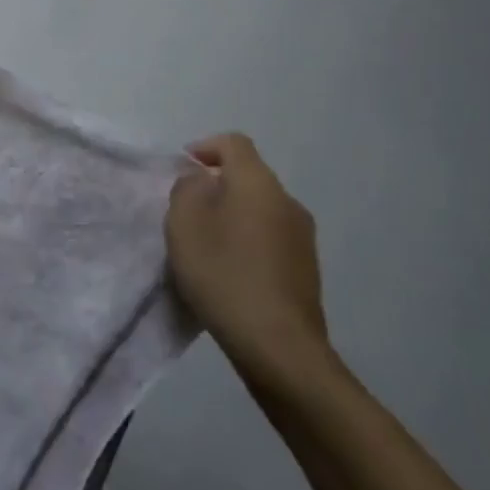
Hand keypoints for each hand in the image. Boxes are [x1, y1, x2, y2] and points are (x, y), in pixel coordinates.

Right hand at [166, 134, 329, 385]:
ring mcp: (303, 238)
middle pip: (248, 177)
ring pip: (260, 210)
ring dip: (233, 217)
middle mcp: (287, 201)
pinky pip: (270, 239)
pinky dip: (248, 243)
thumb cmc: (223, 273)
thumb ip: (187, 188)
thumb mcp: (183, 222)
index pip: (234, 143)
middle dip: (216, 187)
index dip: (205, 147)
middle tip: (187, 211)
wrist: (278, 346)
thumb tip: (202, 181)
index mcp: (258, 182)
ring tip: (206, 245)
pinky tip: (230, 272)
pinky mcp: (307, 270)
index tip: (182, 169)